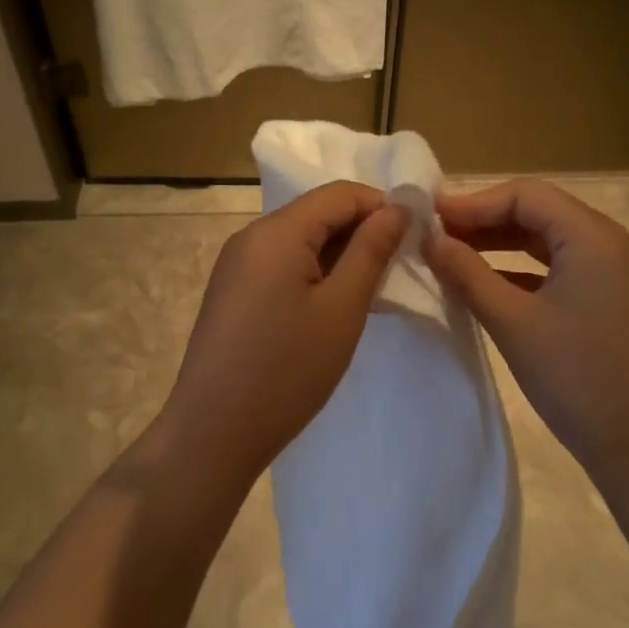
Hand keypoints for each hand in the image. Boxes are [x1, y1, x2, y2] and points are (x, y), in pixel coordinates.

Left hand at [162, 182, 407, 479]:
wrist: (213, 434)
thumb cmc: (286, 370)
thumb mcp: (342, 308)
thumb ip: (371, 250)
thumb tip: (397, 208)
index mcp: (276, 231)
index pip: (339, 193)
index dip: (381, 206)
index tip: (415, 238)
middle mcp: (250, 236)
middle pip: (317, 213)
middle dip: (361, 231)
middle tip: (398, 268)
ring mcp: (236, 265)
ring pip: (299, 240)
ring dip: (339, 254)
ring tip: (370, 290)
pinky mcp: (232, 291)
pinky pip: (280, 264)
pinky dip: (313, 272)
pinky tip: (331, 306)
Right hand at [423, 179, 628, 488]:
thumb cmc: (577, 379)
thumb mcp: (513, 323)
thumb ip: (467, 274)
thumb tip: (430, 240)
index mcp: (593, 237)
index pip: (526, 195)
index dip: (474, 202)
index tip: (430, 218)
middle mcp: (610, 243)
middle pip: (539, 212)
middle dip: (485, 221)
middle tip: (435, 236)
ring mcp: (616, 273)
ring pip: (549, 241)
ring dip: (502, 245)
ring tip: (454, 255)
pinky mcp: (613, 300)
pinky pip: (562, 268)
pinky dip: (523, 270)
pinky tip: (489, 285)